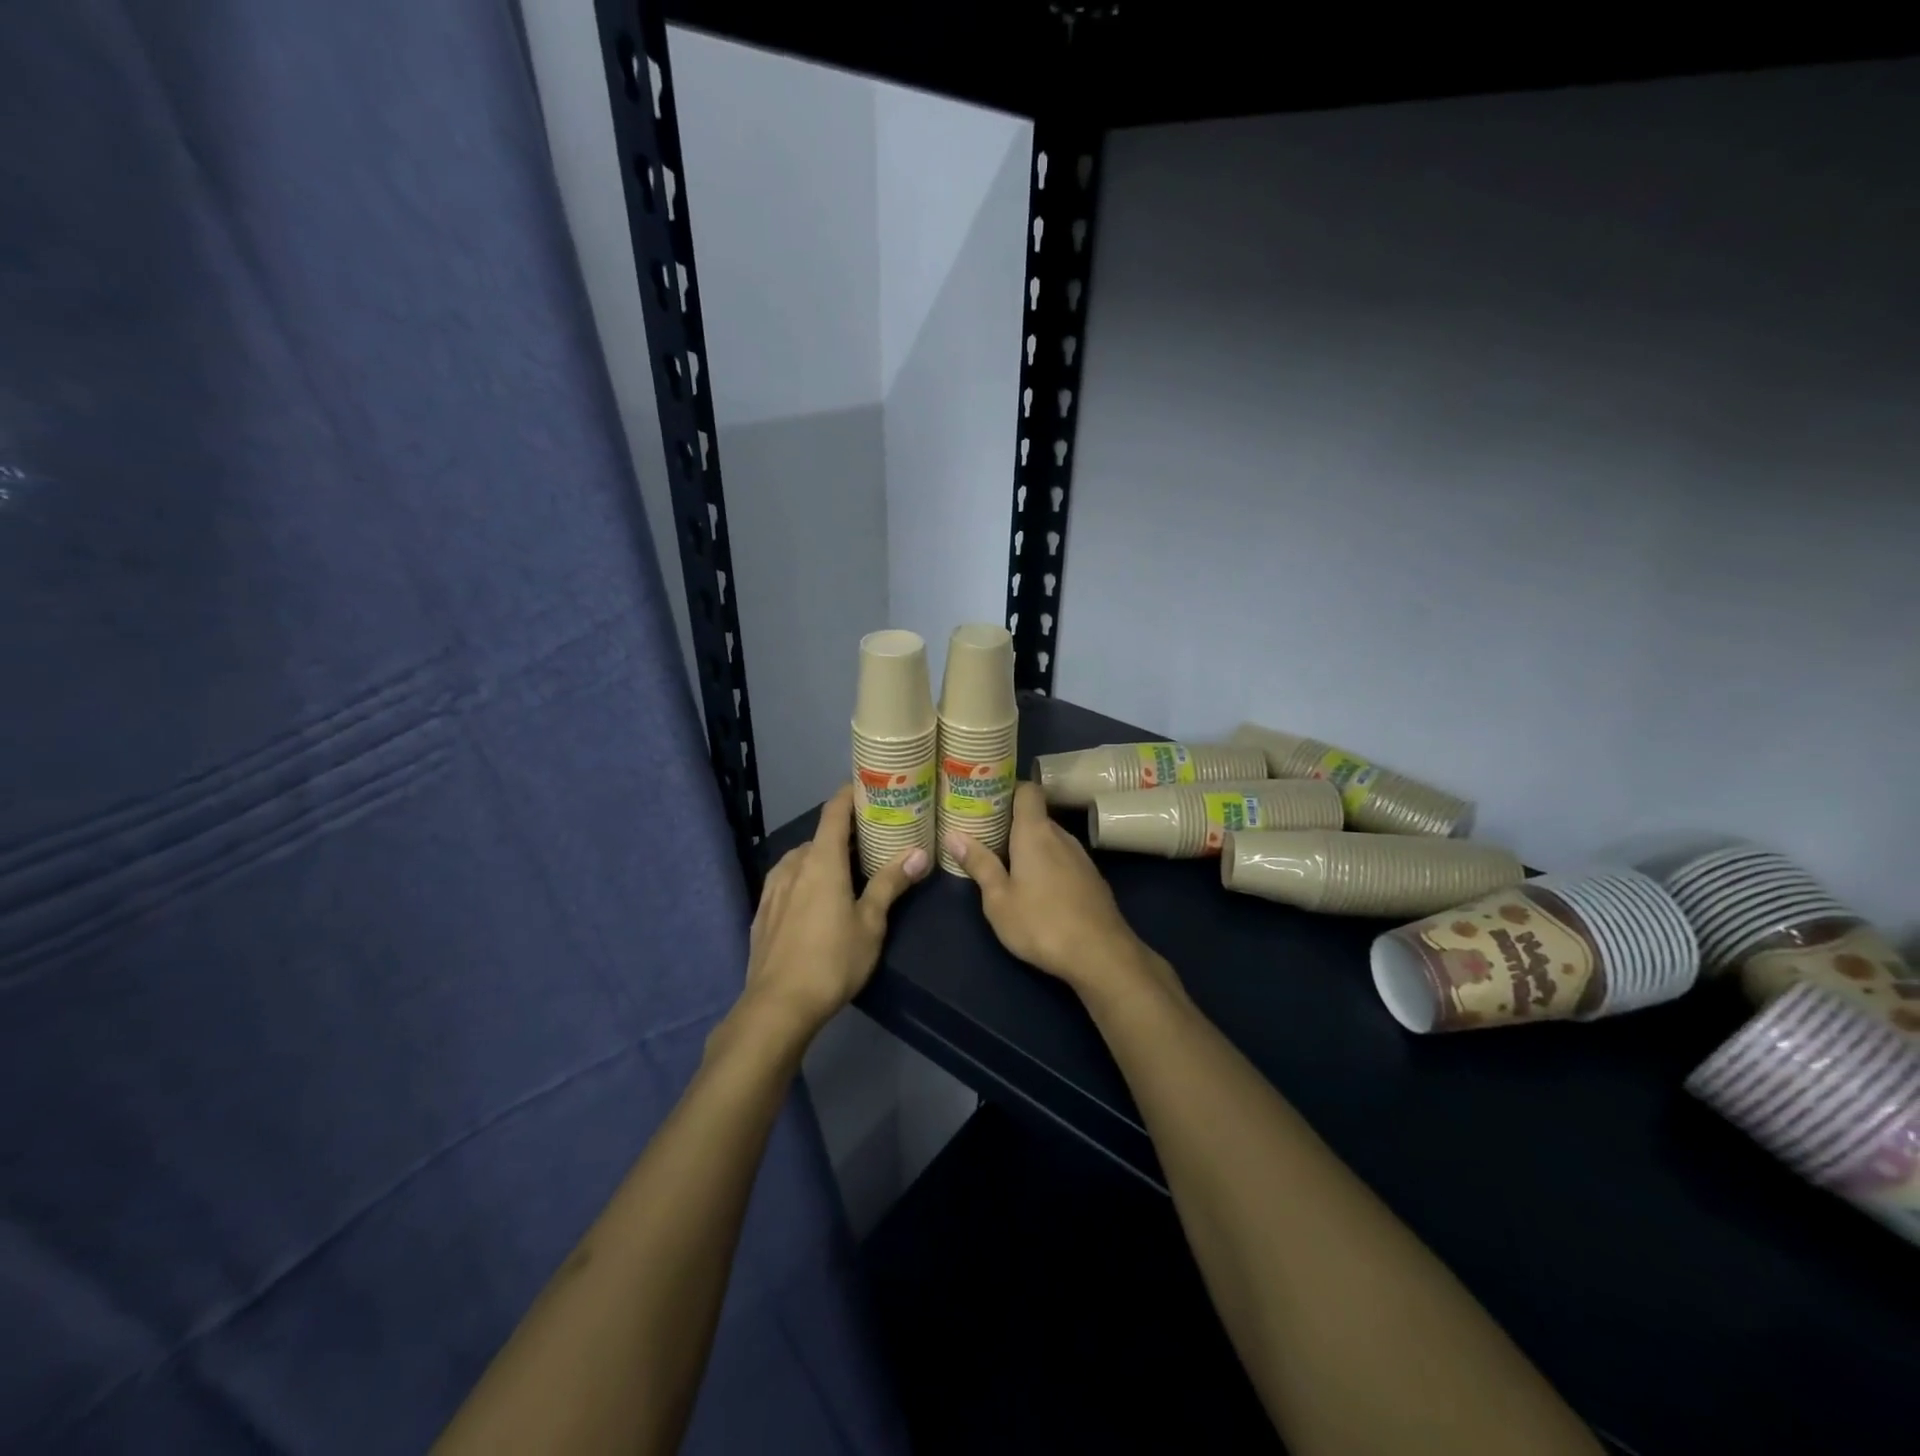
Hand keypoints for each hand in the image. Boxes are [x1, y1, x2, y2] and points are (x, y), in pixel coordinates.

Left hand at [737, 786, 929, 1043]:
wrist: (777, 1006)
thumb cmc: (832, 960)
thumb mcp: (871, 923)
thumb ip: (890, 883)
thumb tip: (919, 853)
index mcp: (821, 861)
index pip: (834, 812)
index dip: (849, 794)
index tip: (868, 787)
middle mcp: (793, 865)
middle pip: (820, 836)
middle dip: (844, 833)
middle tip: (872, 839)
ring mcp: (773, 889)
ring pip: (801, 859)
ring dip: (822, 857)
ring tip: (845, 869)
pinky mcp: (762, 912)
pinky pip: (786, 881)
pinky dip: (804, 878)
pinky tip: (814, 899)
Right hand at [945, 782, 1158, 995]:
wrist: (1101, 955)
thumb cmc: (1041, 923)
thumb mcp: (998, 899)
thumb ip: (979, 864)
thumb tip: (953, 835)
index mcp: (1035, 832)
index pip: (1027, 790)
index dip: (1008, 789)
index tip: (986, 801)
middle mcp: (1061, 836)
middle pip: (1036, 817)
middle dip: (1012, 824)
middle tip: (985, 837)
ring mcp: (1081, 857)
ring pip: (1050, 840)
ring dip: (1031, 847)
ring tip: (1007, 864)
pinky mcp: (1092, 879)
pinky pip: (1064, 859)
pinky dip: (1048, 864)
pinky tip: (1038, 890)